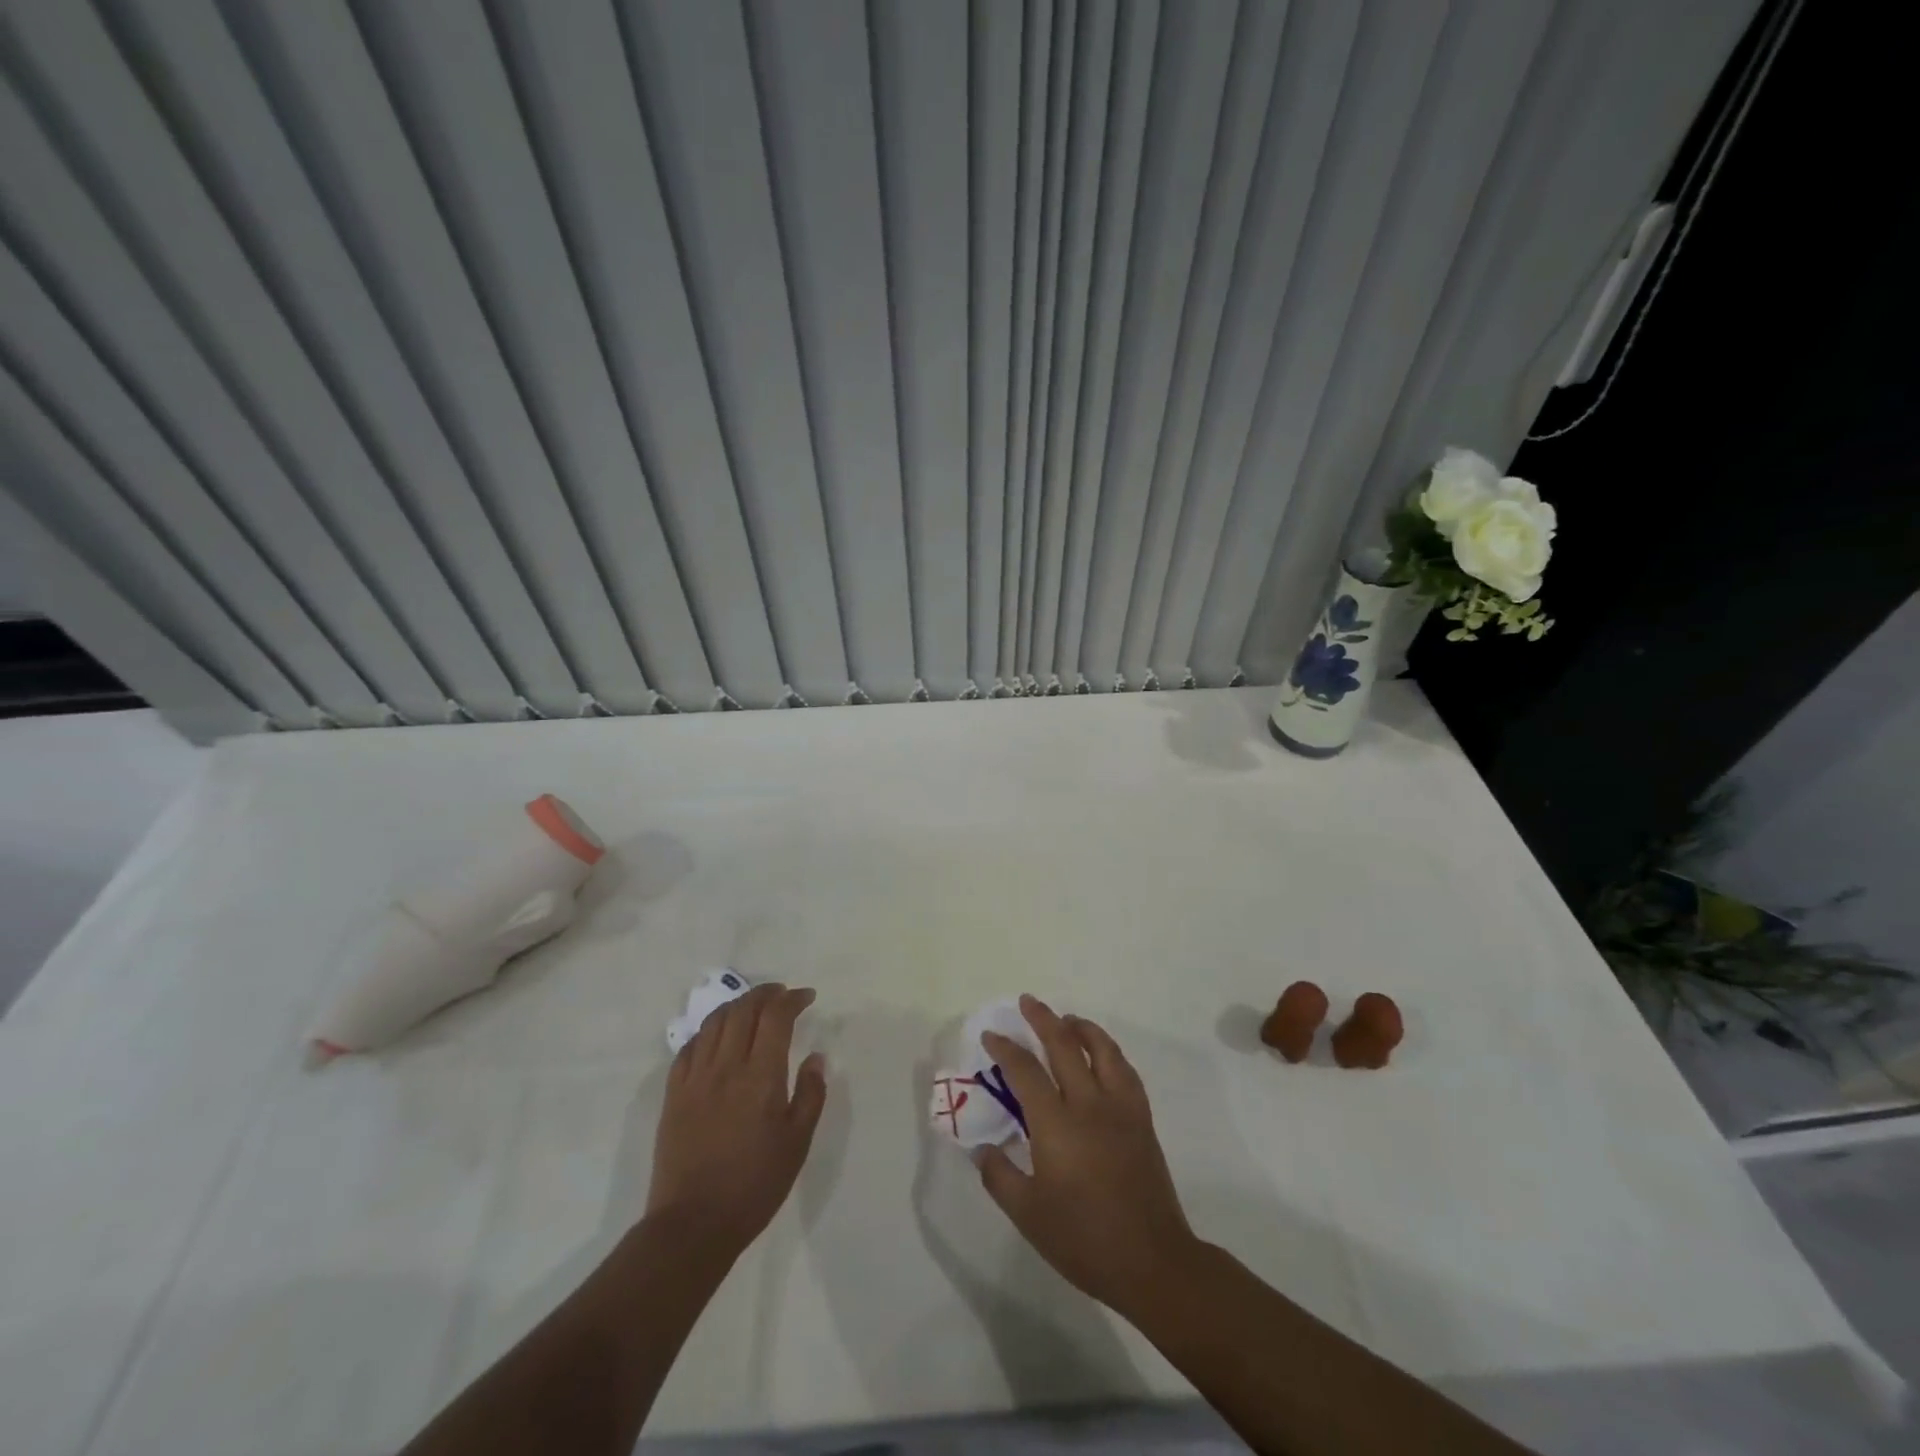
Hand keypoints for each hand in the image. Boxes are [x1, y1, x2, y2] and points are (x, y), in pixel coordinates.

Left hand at [646, 983, 826, 1260]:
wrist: (693, 1224)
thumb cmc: (755, 1185)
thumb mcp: (797, 1143)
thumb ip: (810, 1094)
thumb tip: (816, 1057)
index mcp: (760, 1076)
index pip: (775, 1016)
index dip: (792, 999)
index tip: (807, 997)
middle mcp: (726, 1066)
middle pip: (743, 1010)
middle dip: (765, 994)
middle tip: (782, 995)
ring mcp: (695, 1078)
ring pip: (714, 1022)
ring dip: (737, 1006)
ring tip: (752, 1008)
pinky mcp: (673, 1095)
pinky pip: (689, 1047)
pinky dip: (708, 1032)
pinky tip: (717, 1038)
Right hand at [974, 995, 1198, 1315]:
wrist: (1152, 1261)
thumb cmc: (1083, 1239)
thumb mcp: (1028, 1215)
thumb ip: (1000, 1176)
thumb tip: (982, 1148)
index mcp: (1056, 1124)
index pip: (1025, 1071)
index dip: (1005, 1048)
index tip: (991, 1036)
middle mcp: (1088, 1104)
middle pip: (1064, 1045)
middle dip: (1042, 1019)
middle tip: (1027, 1002)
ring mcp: (1120, 1108)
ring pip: (1102, 1049)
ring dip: (1081, 1027)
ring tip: (1066, 1020)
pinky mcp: (1141, 1119)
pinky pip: (1124, 1070)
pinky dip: (1108, 1051)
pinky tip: (1101, 1055)